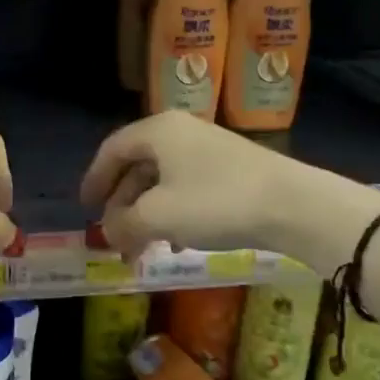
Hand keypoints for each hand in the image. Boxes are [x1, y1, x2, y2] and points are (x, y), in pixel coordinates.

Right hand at [80, 111, 300, 260]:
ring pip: (162, 180)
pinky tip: (178, 242)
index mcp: (157, 131)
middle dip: (122, 205)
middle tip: (114, 237)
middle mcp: (179, 132)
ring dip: (147, 214)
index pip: (112, 150)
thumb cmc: (215, 202)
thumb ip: (123, 224)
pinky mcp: (230, 169)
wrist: (293, 205)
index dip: (94, 180)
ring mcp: (207, 149)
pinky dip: (173, 213)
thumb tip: (109, 233)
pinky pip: (187, 188)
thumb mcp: (158, 216)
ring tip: (143, 247)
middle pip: (137, 167)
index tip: (85, 209)